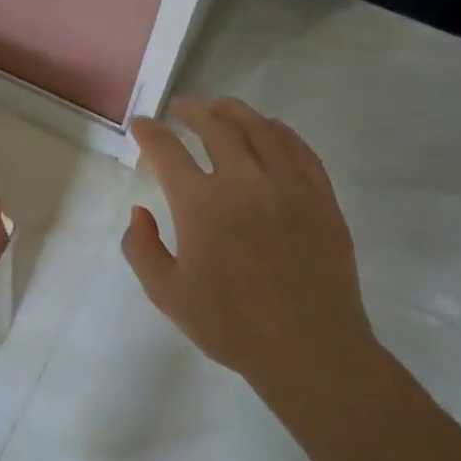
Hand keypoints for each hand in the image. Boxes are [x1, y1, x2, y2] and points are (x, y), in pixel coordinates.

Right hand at [123, 98, 376, 409]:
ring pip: (259, 128)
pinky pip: (299, 148)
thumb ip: (141, 248)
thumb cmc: (232, 326)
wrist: (311, 350)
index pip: (167, 150)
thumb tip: (140, 212)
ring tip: (220, 110)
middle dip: (192, 111)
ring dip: (233, 112)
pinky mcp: (320, 197)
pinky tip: (269, 130)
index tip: (141, 126)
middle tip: (180, 110)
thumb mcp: (167, 294)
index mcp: (201, 204)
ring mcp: (288, 185)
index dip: (149, 132)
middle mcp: (243, 181)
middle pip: (215, 125)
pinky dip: (278, 131)